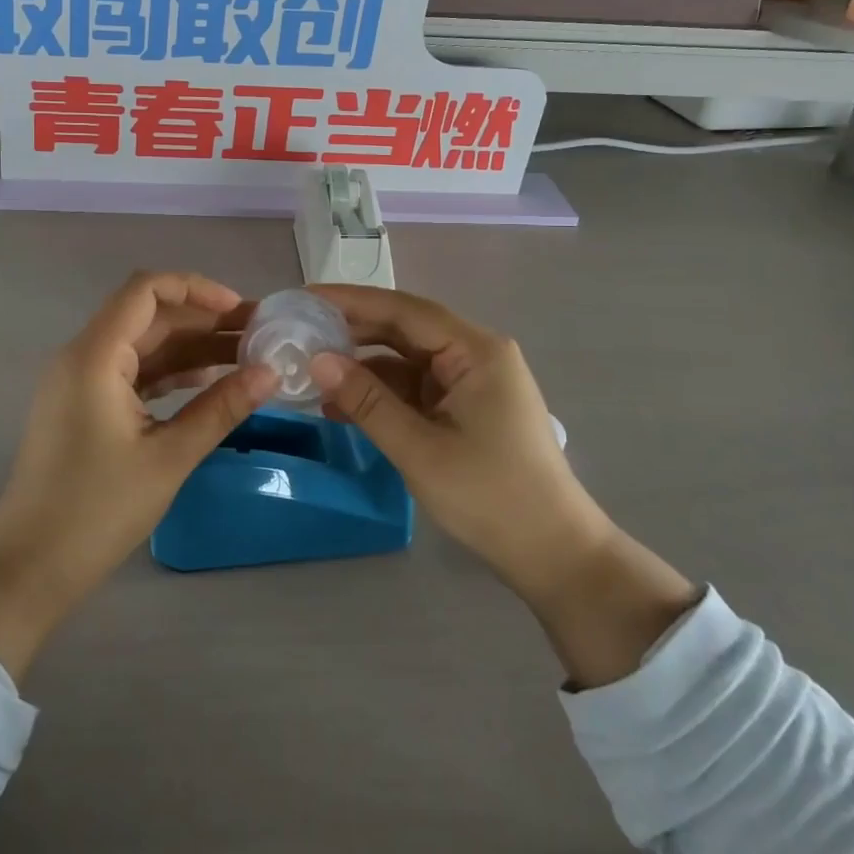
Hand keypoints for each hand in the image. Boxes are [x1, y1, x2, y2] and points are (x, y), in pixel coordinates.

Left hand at [0, 272, 275, 680]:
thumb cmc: (96, 510)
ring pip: (143, 345)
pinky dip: (170, 372)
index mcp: (95, 355)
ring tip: (244, 357)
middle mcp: (84, 356)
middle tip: (257, 333)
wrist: (28, 568)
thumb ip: (221, 408)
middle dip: (203, 320)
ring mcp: (81, 382)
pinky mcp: (84, 406)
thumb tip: (271, 374)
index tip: (240, 308)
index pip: (146, 289)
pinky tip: (209, 383)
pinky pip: (132, 372)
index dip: (196, 288)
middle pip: (149, 316)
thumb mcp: (168, 457)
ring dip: (190, 347)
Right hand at [308, 285, 697, 687]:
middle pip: (404, 329)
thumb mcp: (419, 449)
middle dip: (352, 331)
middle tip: (299, 331)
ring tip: (310, 372)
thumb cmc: (491, 497)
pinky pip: (414, 387)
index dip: (351, 300)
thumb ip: (367, 401)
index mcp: (475, 350)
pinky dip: (381, 393)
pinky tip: (342, 406)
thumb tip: (317, 360)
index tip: (304, 297)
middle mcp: (475, 354)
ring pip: (405, 359)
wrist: (554, 555)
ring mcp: (470, 381)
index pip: (403, 309)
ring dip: (362, 367)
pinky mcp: (465, 407)